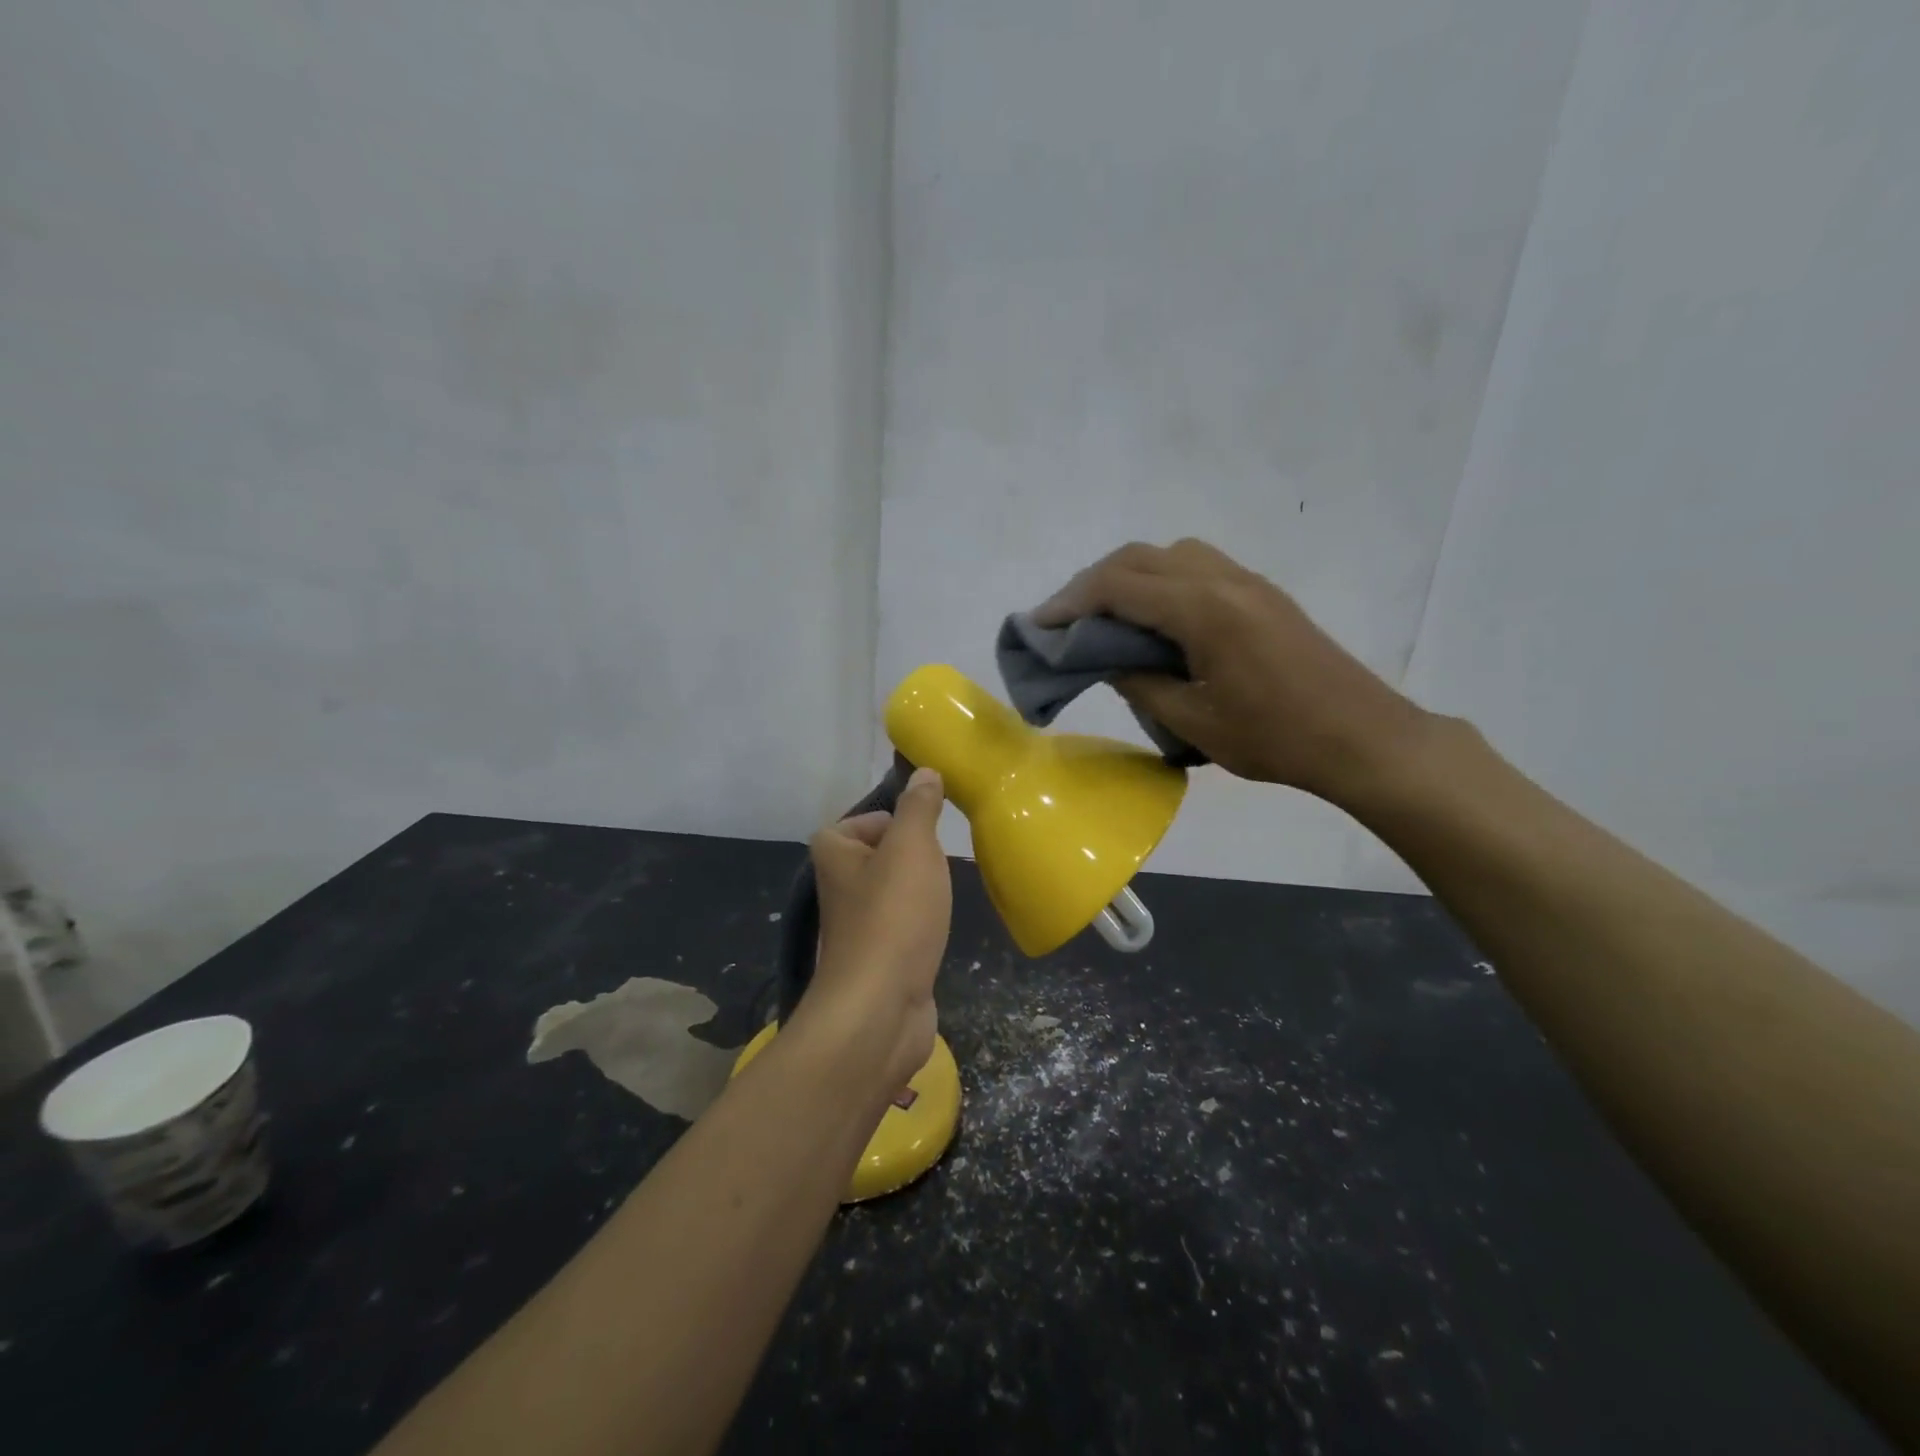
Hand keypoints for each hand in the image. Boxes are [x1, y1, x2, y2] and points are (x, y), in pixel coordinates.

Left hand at [791, 768, 952, 1097]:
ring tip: (940, 900)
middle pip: (883, 854)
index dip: (897, 821)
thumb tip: (924, 771)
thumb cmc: (894, 915)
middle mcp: (837, 886)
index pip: (865, 819)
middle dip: (914, 858)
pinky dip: (920, 925)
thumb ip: (919, 807)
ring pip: (894, 891)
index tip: (926, 835)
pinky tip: (935, 932)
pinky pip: (902, 925)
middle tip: (939, 866)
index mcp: (833, 852)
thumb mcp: (912, 847)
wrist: (880, 1007)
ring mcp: (856, 925)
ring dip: (919, 893)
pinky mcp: (876, 957)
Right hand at [1035, 539, 1431, 805]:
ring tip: (1103, 618)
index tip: (1038, 625)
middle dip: (1091, 585)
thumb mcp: (1195, 722)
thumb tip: (1111, 661)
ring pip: (1169, 555)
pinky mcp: (1261, 593)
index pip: (1119, 587)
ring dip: (1127, 577)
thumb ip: (1142, 684)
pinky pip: (1196, 568)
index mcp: (1204, 610)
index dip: (1070, 603)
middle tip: (1063, 622)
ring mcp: (1247, 581)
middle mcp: (1223, 580)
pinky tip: (1153, 620)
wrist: (1363, 738)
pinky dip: (1159, 582)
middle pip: (1138, 558)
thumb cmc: (1277, 738)